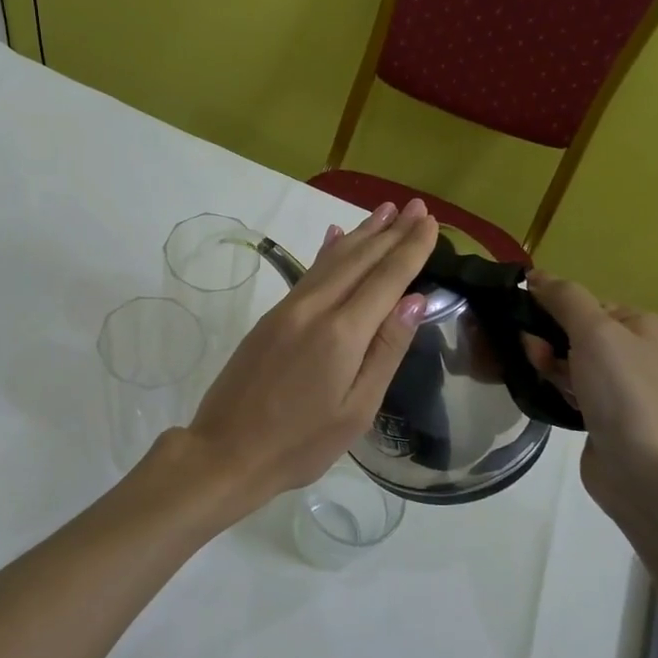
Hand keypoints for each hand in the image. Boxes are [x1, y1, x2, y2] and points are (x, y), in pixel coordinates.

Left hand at [184, 198, 438, 507]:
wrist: (226, 451)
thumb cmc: (300, 443)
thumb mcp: (357, 409)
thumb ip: (386, 351)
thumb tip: (413, 301)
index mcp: (342, 333)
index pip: (386, 278)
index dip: (411, 249)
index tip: (430, 222)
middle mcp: (314, 308)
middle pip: (360, 260)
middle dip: (391, 231)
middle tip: (416, 206)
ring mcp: (288, 309)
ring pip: (332, 260)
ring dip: (362, 233)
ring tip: (385, 211)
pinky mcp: (271, 317)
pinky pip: (308, 272)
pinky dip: (328, 251)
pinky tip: (335, 236)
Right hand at [524, 271, 657, 508]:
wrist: (645, 471)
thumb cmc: (624, 392)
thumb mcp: (595, 331)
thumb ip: (565, 298)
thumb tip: (536, 275)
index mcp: (640, 324)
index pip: (583, 303)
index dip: (552, 310)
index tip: (529, 326)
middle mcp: (632, 351)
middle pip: (572, 331)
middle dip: (546, 340)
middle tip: (535, 357)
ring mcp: (618, 386)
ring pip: (566, 361)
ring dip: (546, 366)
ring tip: (540, 381)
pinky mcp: (601, 415)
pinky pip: (567, 389)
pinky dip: (553, 388)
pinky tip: (543, 396)